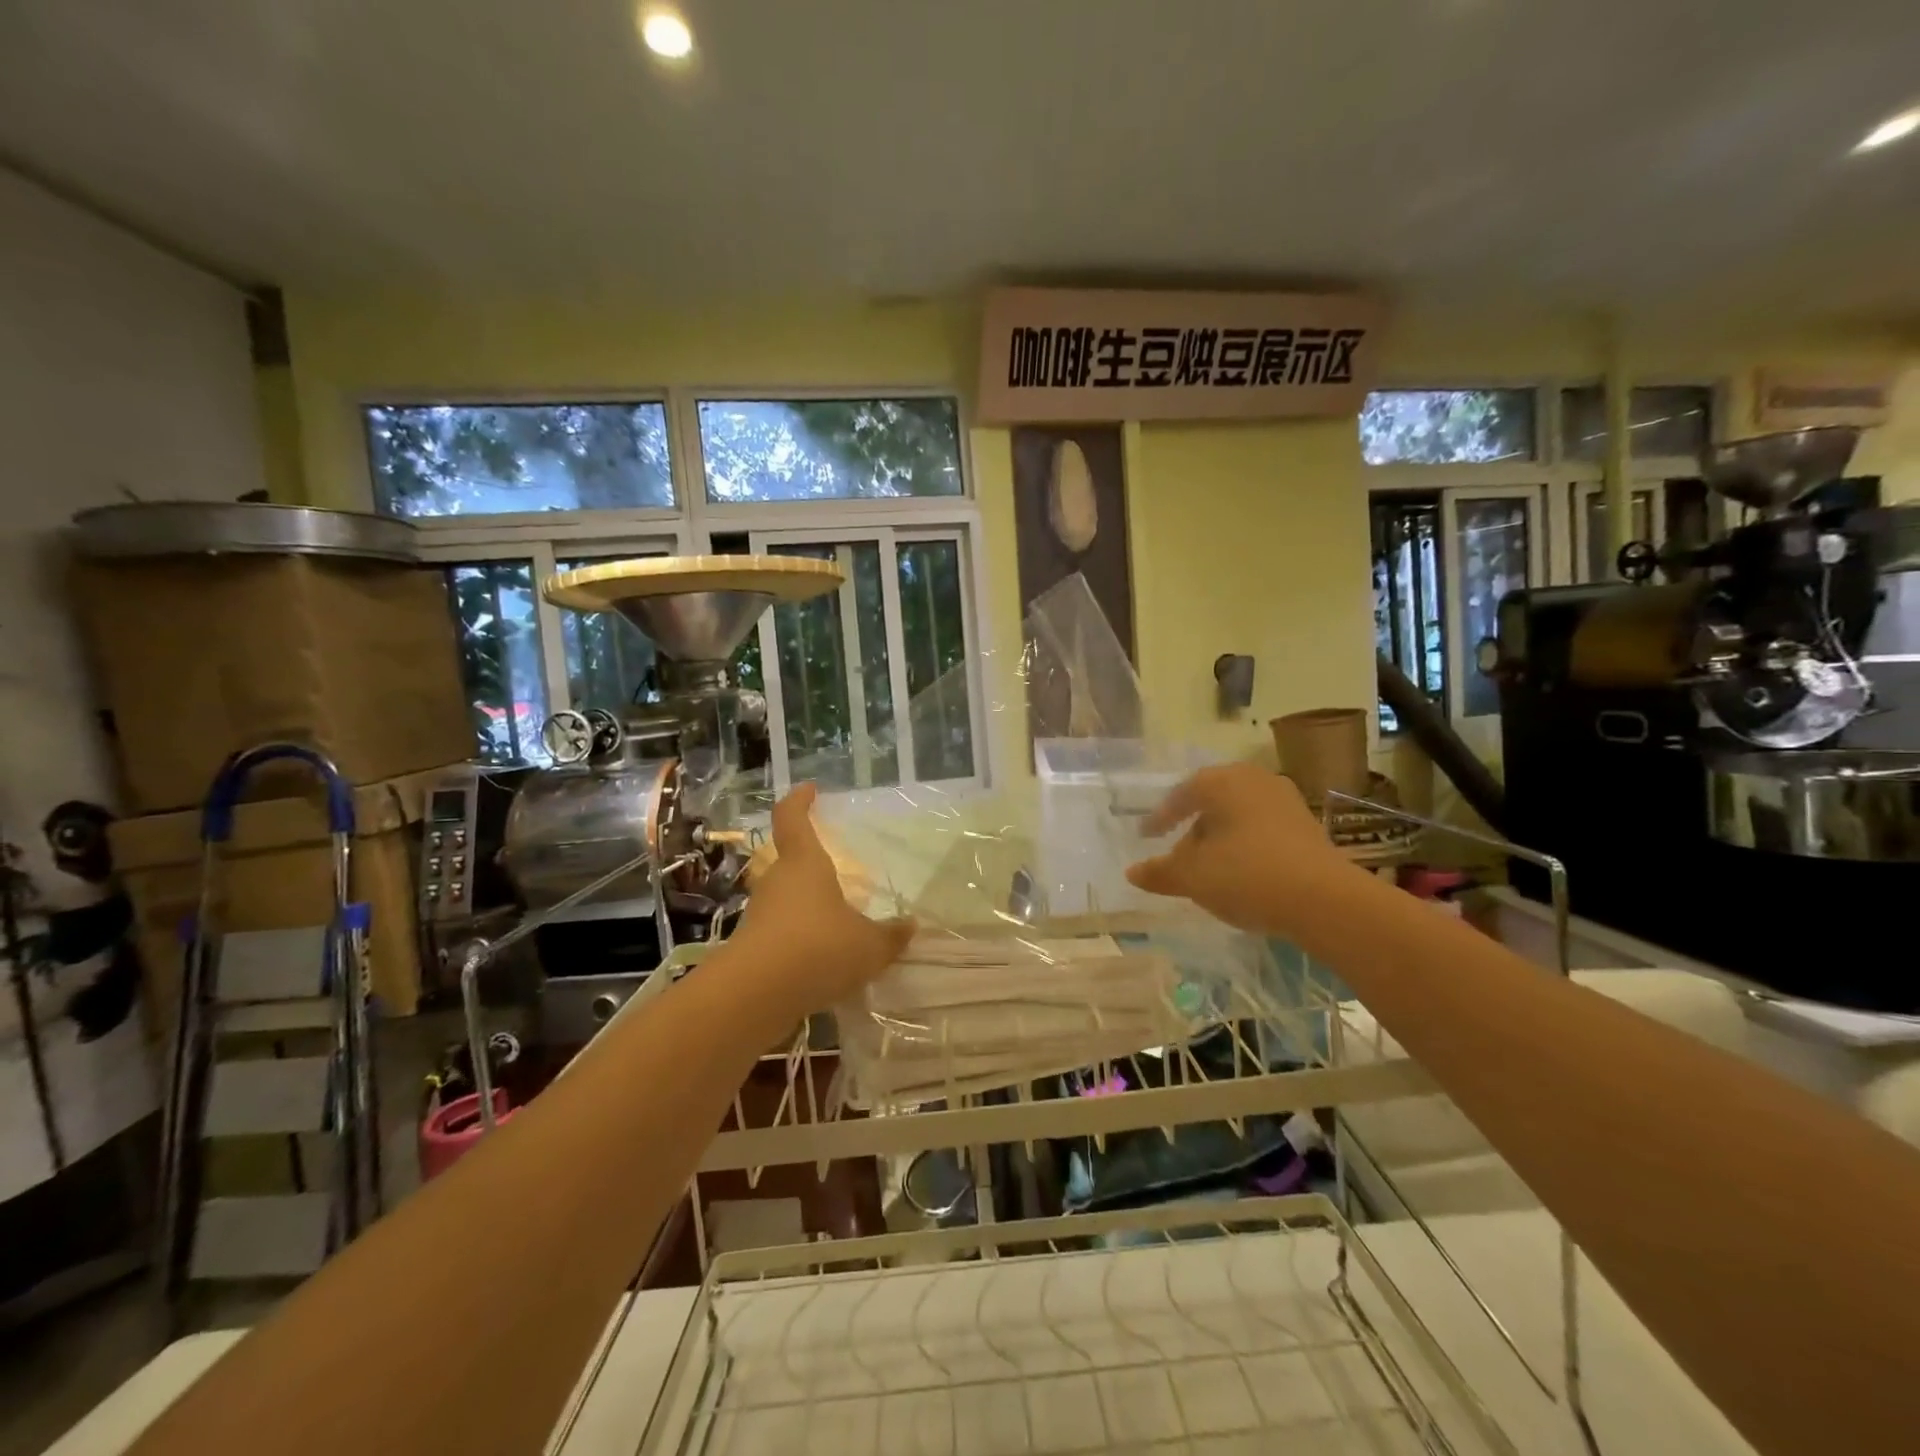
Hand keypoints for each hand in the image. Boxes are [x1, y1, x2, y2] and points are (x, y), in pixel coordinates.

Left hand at [731, 784, 914, 1021]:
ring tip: (835, 923)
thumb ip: (890, 936)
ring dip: (805, 906)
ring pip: (785, 900)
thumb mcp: (869, 946)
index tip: (809, 789)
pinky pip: (780, 934)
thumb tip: (910, 926)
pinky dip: (799, 940)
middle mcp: (777, 882)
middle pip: (789, 862)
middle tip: (836, 872)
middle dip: (810, 864)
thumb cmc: (818, 949)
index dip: (799, 801)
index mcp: (804, 864)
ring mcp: (759, 915)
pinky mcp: (751, 948)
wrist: (755, 995)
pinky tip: (820, 961)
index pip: (792, 818)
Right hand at [1126, 763, 1357, 936]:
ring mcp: (1286, 802)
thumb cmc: (1246, 875)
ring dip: (1220, 837)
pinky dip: (1245, 845)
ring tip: (1208, 866)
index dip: (1161, 816)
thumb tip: (1132, 872)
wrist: (1323, 900)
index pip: (1182, 793)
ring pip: (1239, 815)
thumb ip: (1160, 872)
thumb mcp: (1193, 876)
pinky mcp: (1307, 827)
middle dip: (1193, 826)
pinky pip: (1262, 829)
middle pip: (1212, 801)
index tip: (1147, 835)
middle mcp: (1255, 781)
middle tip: (1177, 851)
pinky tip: (1240, 872)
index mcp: (1223, 782)